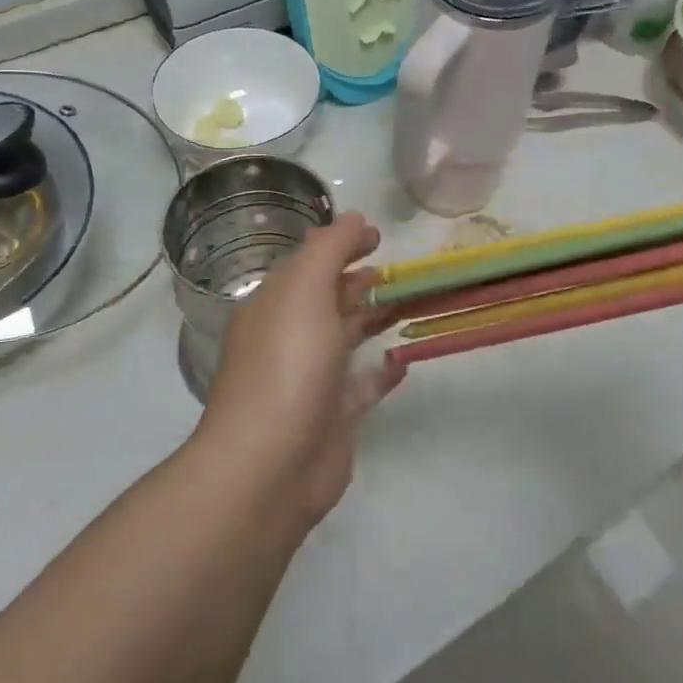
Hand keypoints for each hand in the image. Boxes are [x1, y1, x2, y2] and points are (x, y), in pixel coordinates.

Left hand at [194, 214, 405, 531]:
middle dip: (362, 281)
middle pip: (329, 299)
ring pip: (348, 338)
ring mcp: (312, 379)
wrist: (270, 465)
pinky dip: (382, 370)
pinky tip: (404, 358)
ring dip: (376, 318)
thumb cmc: (287, 364)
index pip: (309, 264)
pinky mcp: (334, 417)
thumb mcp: (305, 290)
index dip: (341, 245)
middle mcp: (290, 338)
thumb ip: (330, 249)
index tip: (378, 237)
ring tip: (412, 301)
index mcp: (275, 306)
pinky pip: (362, 385)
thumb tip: (353, 217)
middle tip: (402, 270)